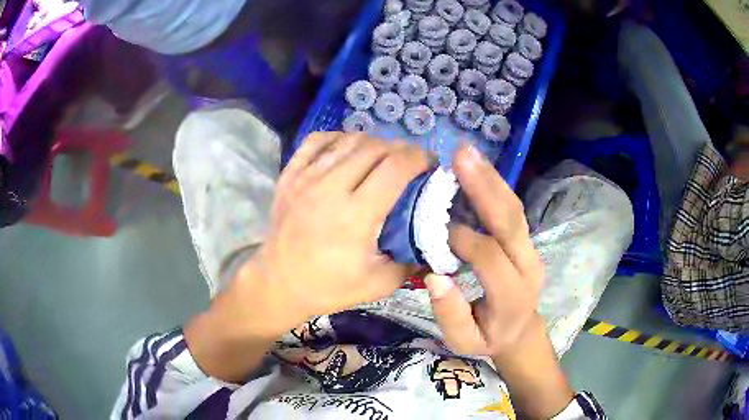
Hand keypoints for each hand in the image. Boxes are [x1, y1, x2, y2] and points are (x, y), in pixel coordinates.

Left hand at [242, 132, 432, 334]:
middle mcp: (330, 188)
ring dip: (374, 143)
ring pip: (348, 140)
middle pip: (375, 148)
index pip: (396, 168)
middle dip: (401, 149)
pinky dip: (339, 138)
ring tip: (383, 156)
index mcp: (355, 215)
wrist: (278, 284)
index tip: (429, 164)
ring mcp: (306, 177)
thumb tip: (434, 240)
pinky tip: (348, 150)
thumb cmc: (328, 287)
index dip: (419, 158)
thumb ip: (411, 261)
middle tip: (410, 161)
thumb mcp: (379, 285)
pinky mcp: (289, 175)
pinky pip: (317, 141)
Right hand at [425, 144, 544, 357]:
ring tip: (467, 152)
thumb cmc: (488, 338)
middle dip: (484, 186)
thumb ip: (450, 315)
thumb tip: (435, 277)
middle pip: (510, 222)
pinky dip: (495, 185)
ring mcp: (531, 249)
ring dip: (491, 178)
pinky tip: (478, 167)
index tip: (434, 228)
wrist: (521, 331)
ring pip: (514, 209)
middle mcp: (528, 266)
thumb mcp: (464, 341)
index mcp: (513, 296)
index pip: (489, 257)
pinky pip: (513, 209)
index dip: (462, 238)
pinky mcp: (527, 239)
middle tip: (459, 156)